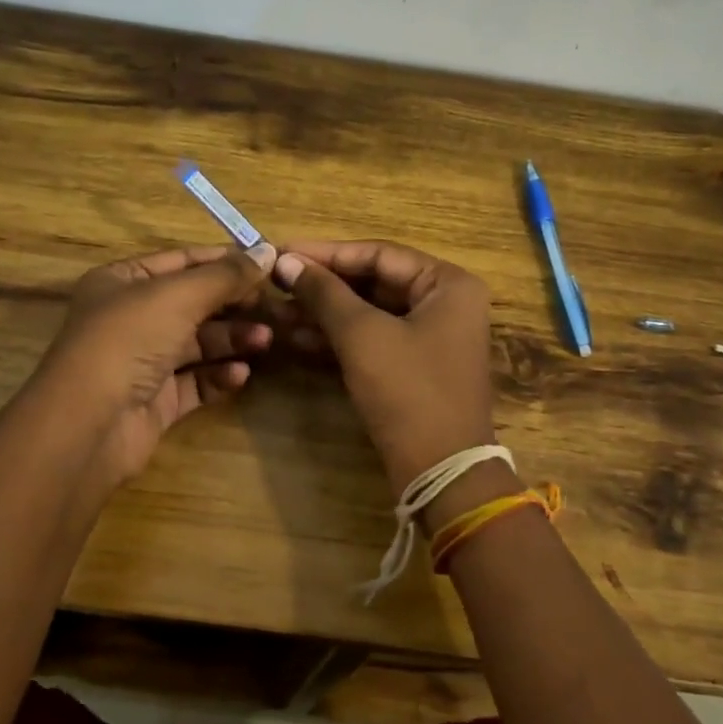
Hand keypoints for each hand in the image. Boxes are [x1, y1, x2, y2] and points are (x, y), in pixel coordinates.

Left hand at [25, 242, 276, 497]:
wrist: (89, 423)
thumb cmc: (128, 340)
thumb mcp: (179, 296)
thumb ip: (226, 275)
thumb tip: (268, 251)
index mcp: (123, 281)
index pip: (183, 261)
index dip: (225, 261)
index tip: (269, 264)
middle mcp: (131, 317)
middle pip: (194, 304)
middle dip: (234, 305)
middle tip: (274, 309)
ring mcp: (142, 361)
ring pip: (198, 344)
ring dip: (232, 340)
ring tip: (265, 341)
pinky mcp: (155, 400)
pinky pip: (195, 382)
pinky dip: (218, 376)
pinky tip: (240, 375)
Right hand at [274, 241, 516, 523]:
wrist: (441, 471)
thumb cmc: (408, 391)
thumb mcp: (362, 335)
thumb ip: (324, 293)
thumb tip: (285, 261)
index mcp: (447, 283)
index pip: (378, 253)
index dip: (326, 253)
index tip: (282, 252)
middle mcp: (444, 303)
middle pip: (373, 282)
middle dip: (323, 287)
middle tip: (275, 283)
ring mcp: (429, 337)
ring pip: (368, 313)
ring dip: (324, 313)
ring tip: (277, 312)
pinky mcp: (412, 367)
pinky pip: (371, 340)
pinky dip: (337, 339)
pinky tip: (296, 338)